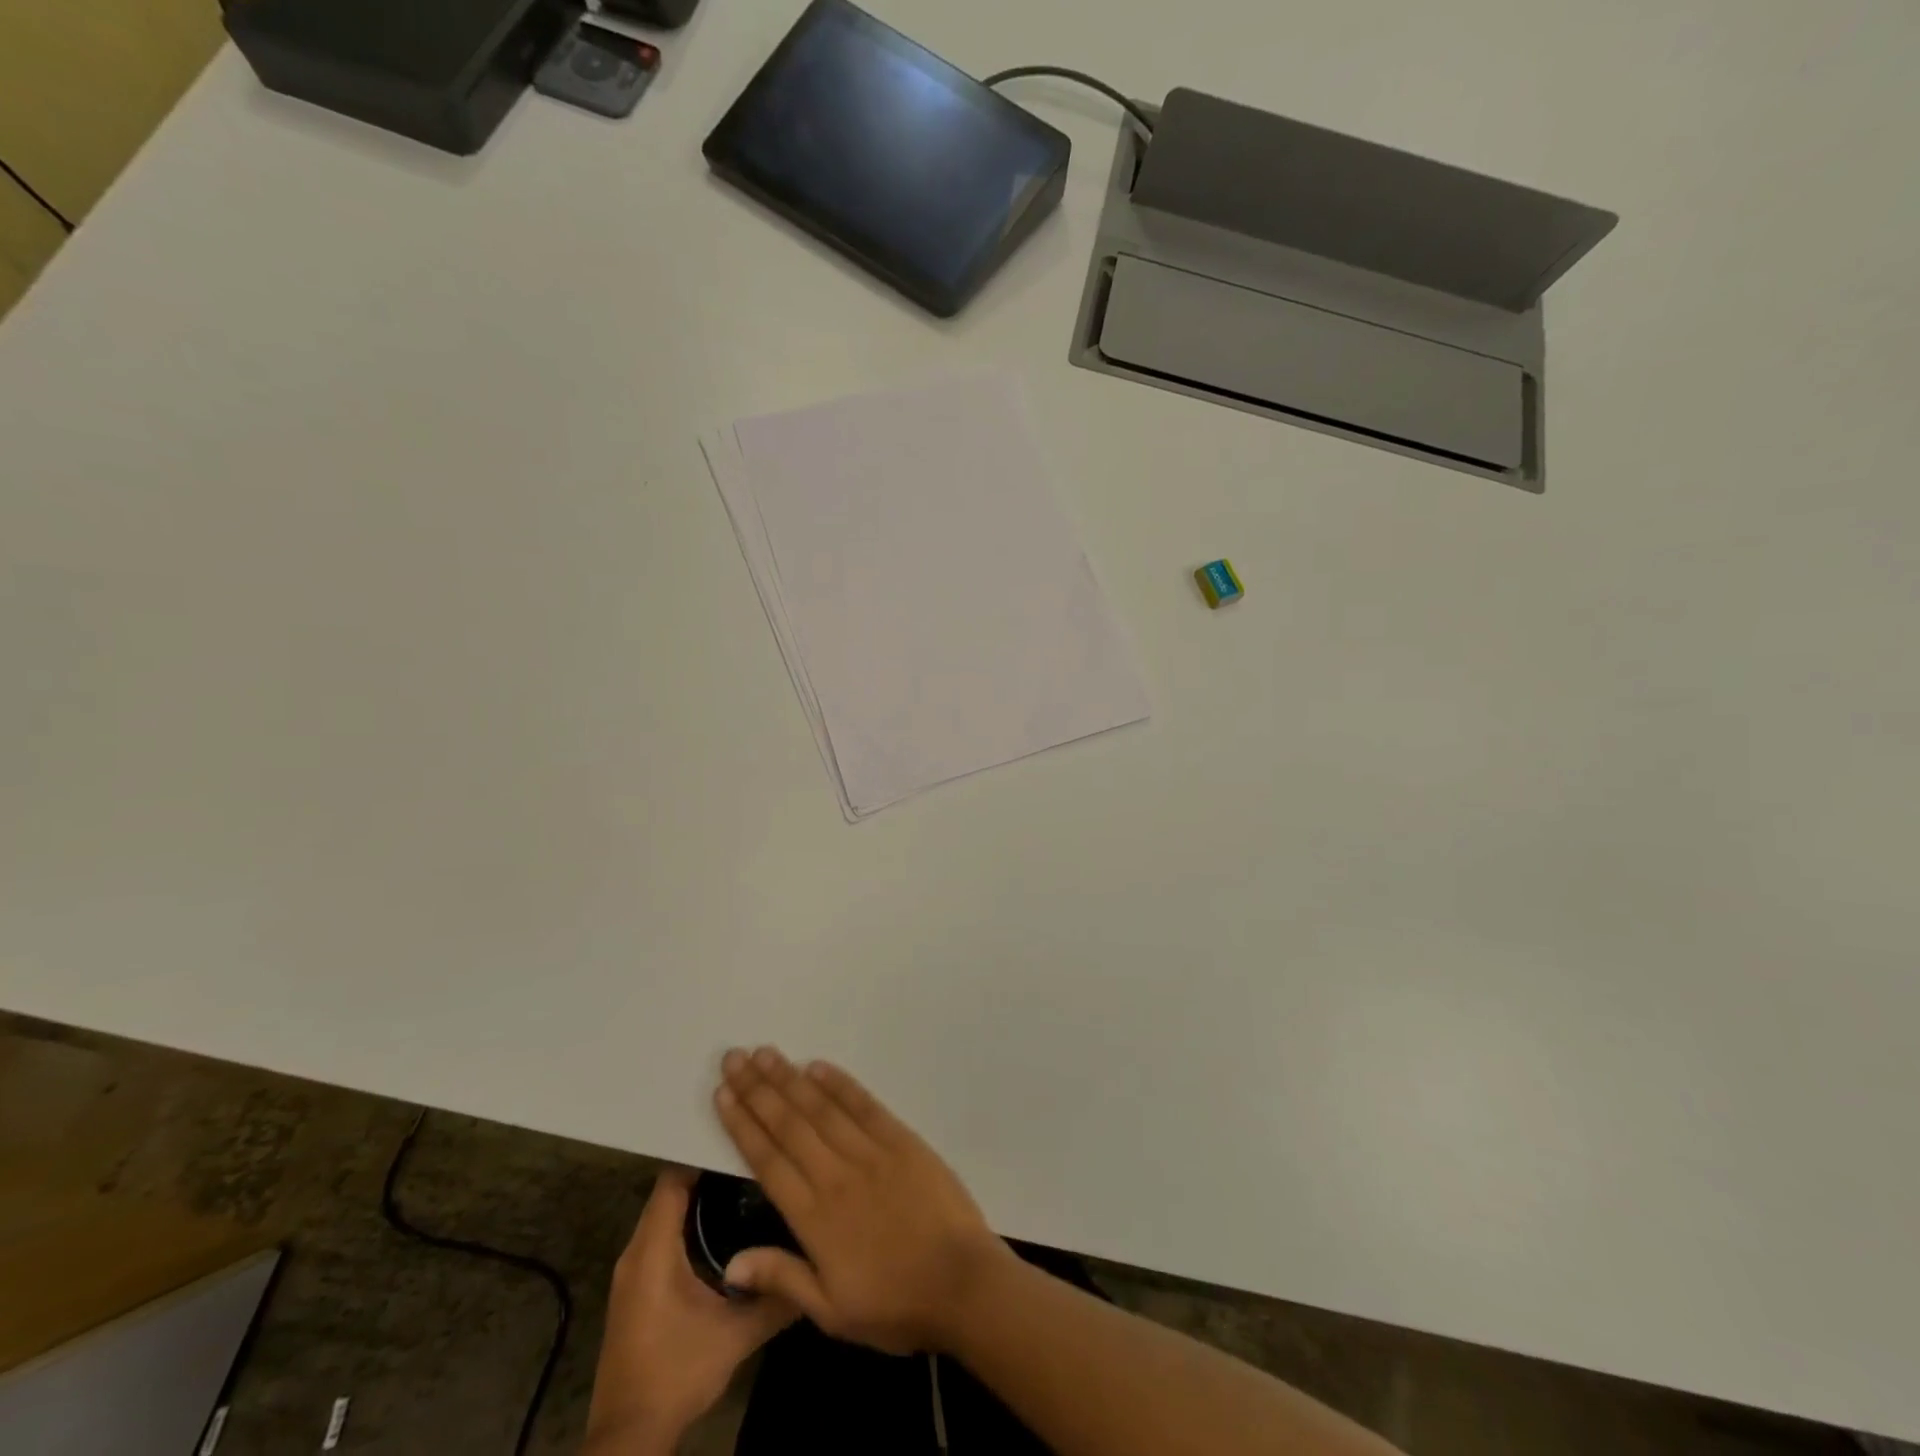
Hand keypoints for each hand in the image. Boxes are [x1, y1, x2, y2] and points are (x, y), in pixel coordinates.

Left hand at [583, 1167, 796, 1454]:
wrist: (630, 1438)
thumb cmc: (677, 1375)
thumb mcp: (735, 1336)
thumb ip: (776, 1297)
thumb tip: (817, 1261)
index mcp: (653, 1251)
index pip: (674, 1178)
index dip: (705, 1151)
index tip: (743, 1133)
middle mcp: (636, 1251)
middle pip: (671, 1190)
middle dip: (708, 1168)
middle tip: (753, 1150)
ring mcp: (633, 1271)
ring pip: (667, 1212)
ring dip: (700, 1194)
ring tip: (747, 1176)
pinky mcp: (638, 1288)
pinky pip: (664, 1234)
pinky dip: (690, 1219)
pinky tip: (726, 1221)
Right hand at [712, 1045, 1015, 1355]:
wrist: (961, 1283)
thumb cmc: (894, 1306)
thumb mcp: (832, 1312)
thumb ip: (782, 1278)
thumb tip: (730, 1264)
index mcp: (813, 1218)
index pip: (768, 1161)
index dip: (743, 1125)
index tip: (723, 1095)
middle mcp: (835, 1175)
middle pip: (789, 1124)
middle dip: (758, 1089)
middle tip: (735, 1058)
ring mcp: (870, 1153)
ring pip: (821, 1108)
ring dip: (791, 1078)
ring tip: (766, 1054)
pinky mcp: (901, 1140)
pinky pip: (864, 1105)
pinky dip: (840, 1084)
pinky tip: (818, 1066)